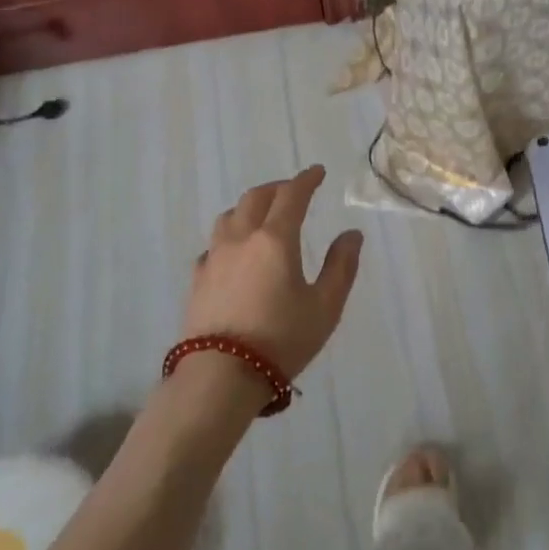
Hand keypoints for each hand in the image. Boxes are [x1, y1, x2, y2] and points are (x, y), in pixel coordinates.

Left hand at [184, 165, 362, 381]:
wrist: (220, 377)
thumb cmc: (281, 340)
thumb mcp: (325, 307)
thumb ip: (341, 266)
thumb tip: (351, 234)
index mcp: (275, 239)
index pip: (292, 195)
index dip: (306, 180)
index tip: (318, 172)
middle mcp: (241, 239)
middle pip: (256, 198)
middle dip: (277, 188)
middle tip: (293, 190)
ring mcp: (214, 258)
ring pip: (230, 216)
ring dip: (249, 206)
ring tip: (263, 215)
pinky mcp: (197, 279)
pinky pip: (214, 244)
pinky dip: (230, 236)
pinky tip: (235, 252)